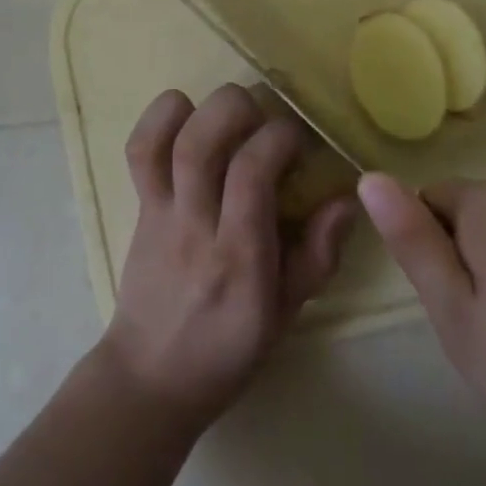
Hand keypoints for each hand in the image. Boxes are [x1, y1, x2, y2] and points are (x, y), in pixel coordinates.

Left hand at [97, 86, 356, 425]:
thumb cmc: (228, 349)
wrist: (150, 377)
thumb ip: (317, 255)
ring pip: (165, 142)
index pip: (251, 173)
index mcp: (238, 257)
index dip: (279, 137)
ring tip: (229, 110)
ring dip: (198, 107)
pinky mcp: (139, 207)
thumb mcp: (286, 313)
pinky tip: (184, 112)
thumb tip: (346, 199)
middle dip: (238, 109)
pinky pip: (138, 152)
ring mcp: (160, 213)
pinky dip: (157, 119)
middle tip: (264, 115)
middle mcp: (195, 226)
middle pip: (199, 144)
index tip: (300, 140)